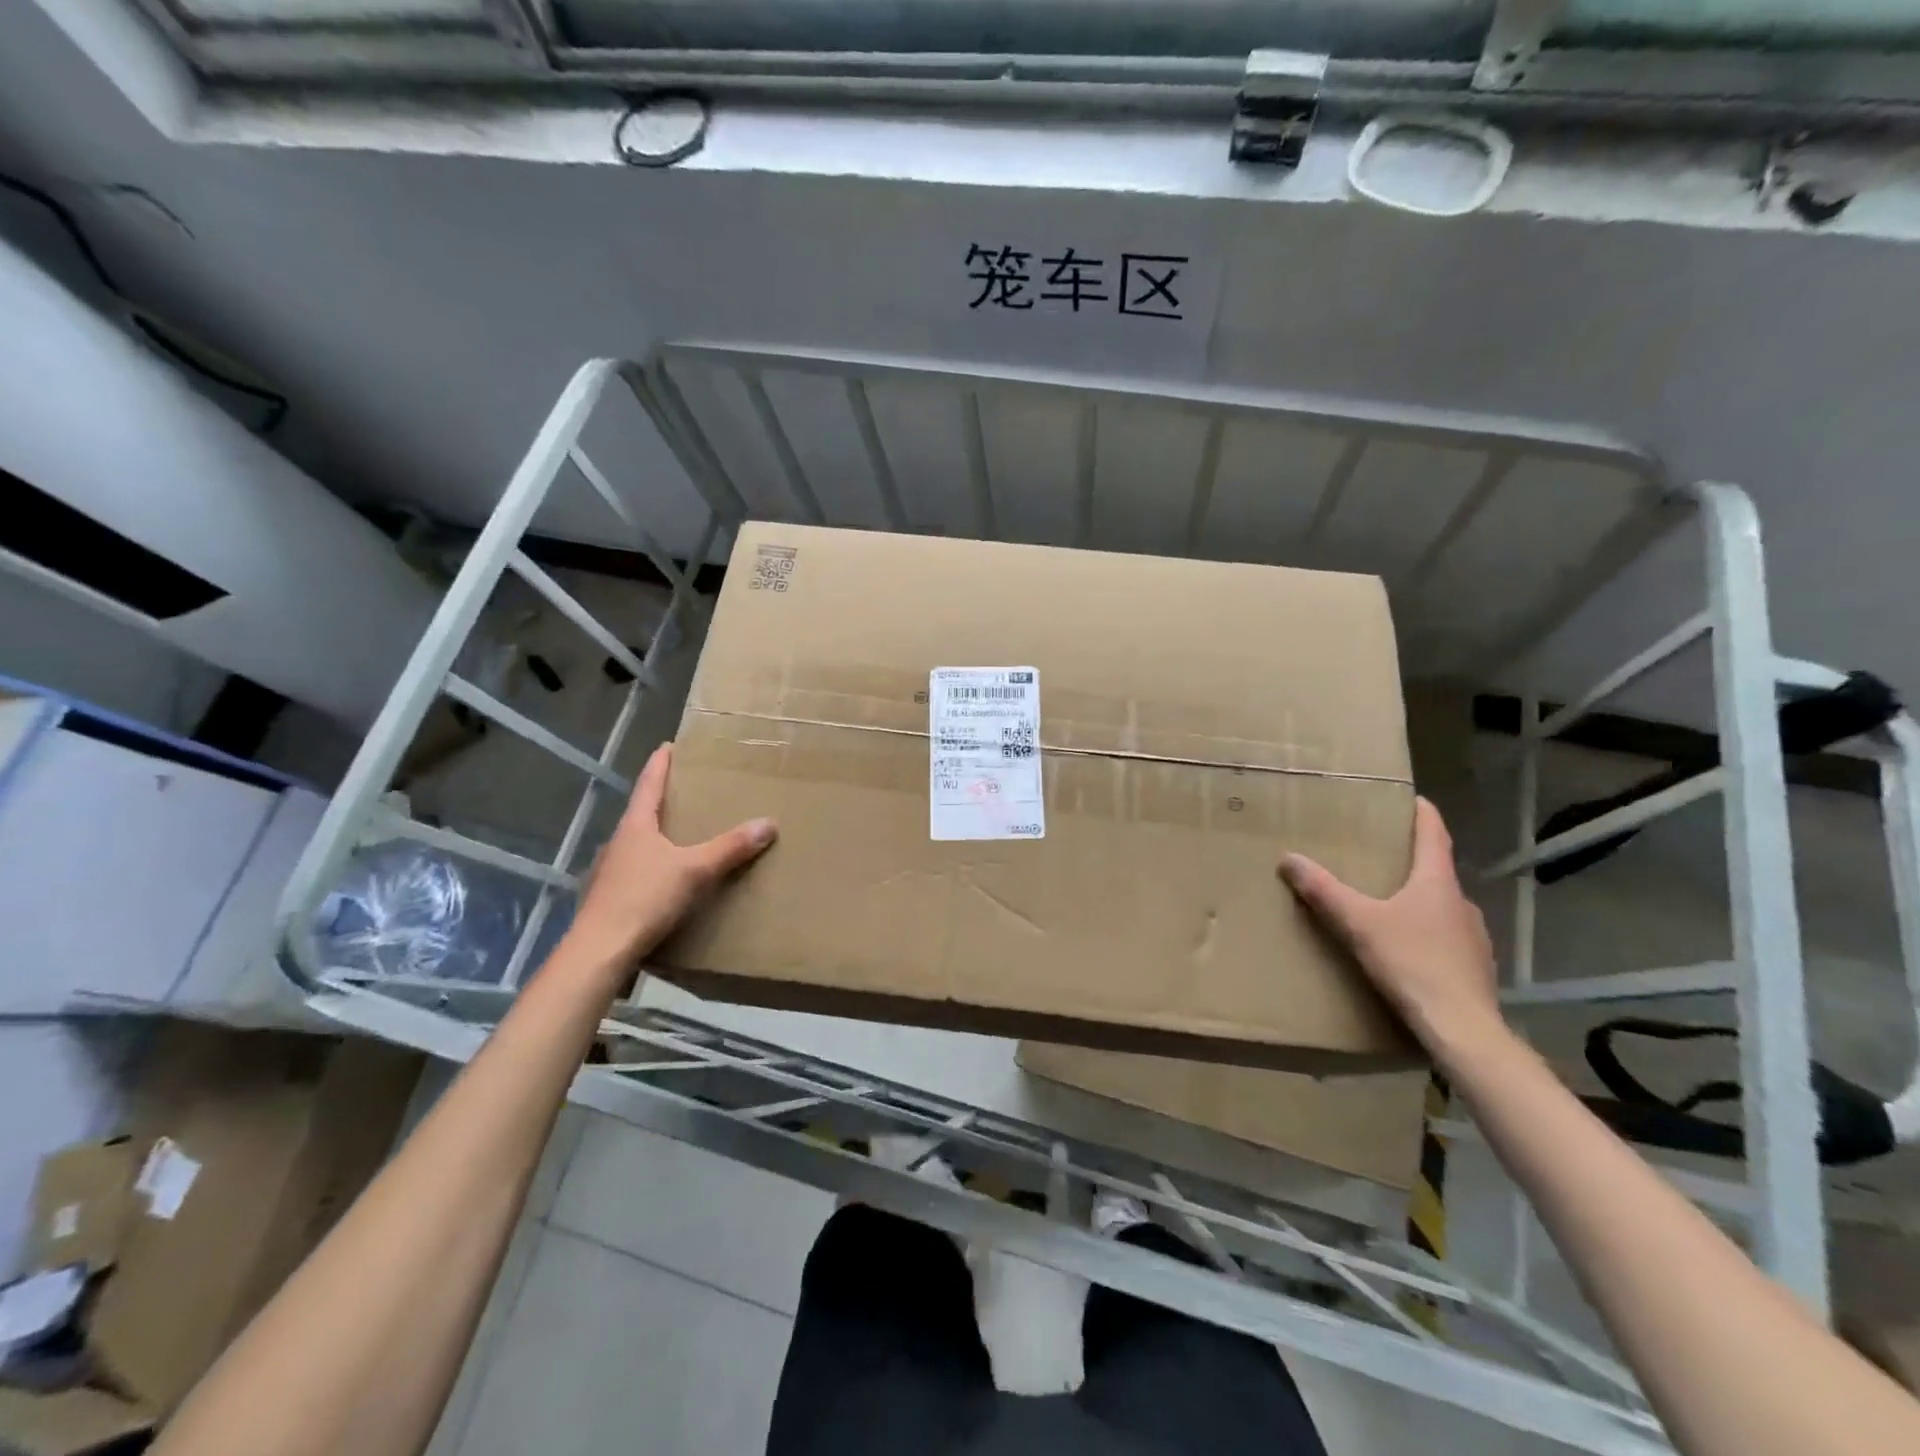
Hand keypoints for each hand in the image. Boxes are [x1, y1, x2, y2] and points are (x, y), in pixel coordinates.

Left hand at [564, 743, 775, 973]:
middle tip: (689, 791)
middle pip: (642, 812)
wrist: (600, 950)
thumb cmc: (644, 898)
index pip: (649, 783)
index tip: (670, 746)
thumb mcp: (695, 870)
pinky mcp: (610, 897)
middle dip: (664, 800)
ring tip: (684, 835)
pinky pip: (637, 870)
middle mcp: (619, 841)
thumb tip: (768, 823)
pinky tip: (668, 878)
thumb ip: (731, 847)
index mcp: (635, 825)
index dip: (660, 763)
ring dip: (659, 835)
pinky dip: (654, 864)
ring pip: (638, 843)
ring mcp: (610, 871)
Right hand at [1279, 797, 1505, 1060]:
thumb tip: (1289, 858)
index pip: (1434, 835)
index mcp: (1437, 883)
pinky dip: (1427, 934)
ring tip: (1389, 906)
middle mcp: (1461, 903)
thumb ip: (1323, 891)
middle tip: (1383, 857)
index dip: (1423, 815)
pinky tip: (1407, 950)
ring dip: (1419, 901)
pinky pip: (1447, 939)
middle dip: (1412, 862)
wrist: (1463, 1028)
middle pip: (1437, 872)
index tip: (1414, 799)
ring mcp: (1474, 938)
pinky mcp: (1475, 968)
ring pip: (1442, 907)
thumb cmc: (1412, 963)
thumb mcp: (1358, 924)